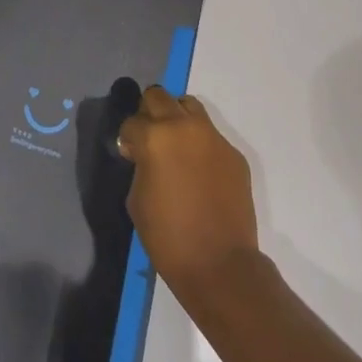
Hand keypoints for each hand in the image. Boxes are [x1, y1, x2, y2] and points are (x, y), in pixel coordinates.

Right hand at [117, 86, 259, 298]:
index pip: (132, 121)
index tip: (130, 155)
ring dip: (176, 118)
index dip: (128, 139)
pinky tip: (199, 171)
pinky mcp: (233, 153)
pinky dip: (199, 144)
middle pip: (159, 96)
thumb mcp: (137, 199)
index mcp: (155, 137)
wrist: (220, 264)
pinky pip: (210, 135)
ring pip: (188, 106)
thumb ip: (139, 164)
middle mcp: (183, 126)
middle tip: (149, 139)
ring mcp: (212, 137)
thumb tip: (143, 154)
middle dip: (149, 114)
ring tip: (175, 145)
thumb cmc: (168, 236)